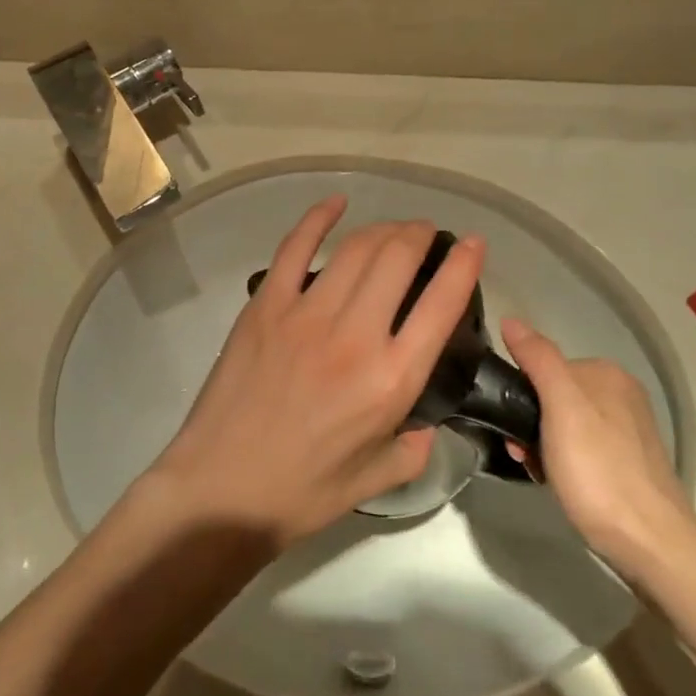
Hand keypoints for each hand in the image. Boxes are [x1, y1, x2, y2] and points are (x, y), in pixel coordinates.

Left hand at [150, 200, 484, 549]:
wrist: (222, 489)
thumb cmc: (302, 491)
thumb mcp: (377, 477)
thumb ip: (415, 448)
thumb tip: (427, 423)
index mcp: (391, 379)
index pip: (442, 305)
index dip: (464, 265)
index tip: (473, 244)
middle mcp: (355, 335)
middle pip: (398, 259)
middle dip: (420, 235)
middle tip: (426, 234)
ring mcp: (306, 314)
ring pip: (356, 249)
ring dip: (383, 228)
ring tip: (393, 229)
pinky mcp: (266, 304)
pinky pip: (294, 247)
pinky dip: (319, 218)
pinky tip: (337, 203)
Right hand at [500, 319, 695, 584]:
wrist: (650, 544)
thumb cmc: (598, 470)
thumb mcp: (561, 407)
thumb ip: (538, 359)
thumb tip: (511, 319)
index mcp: (607, 374)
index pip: (545, 366)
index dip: (521, 394)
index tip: (511, 426)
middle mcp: (621, 394)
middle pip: (555, 395)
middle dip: (531, 422)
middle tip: (522, 454)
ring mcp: (628, 431)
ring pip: (565, 424)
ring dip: (543, 444)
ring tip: (538, 472)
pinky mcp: (630, 464)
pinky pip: (582, 448)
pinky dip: (564, 461)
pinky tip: (560, 483)